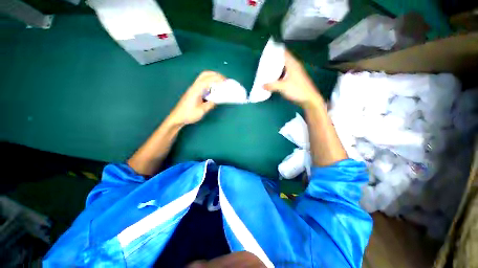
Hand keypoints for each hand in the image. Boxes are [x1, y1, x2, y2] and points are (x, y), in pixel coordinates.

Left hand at [169, 71, 225, 125]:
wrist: (177, 117)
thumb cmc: (188, 115)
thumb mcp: (201, 111)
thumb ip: (210, 104)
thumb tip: (217, 99)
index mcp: (196, 90)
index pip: (207, 80)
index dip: (217, 79)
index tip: (225, 81)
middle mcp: (194, 87)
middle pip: (204, 74)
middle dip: (215, 74)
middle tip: (224, 79)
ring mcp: (193, 88)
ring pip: (203, 77)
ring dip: (212, 77)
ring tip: (220, 82)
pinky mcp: (193, 91)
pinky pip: (202, 83)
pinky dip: (209, 82)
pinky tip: (213, 88)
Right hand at [264, 50, 323, 108]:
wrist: (309, 99)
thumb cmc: (297, 90)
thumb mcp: (283, 87)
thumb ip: (271, 85)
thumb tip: (261, 85)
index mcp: (292, 64)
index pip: (283, 52)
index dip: (275, 50)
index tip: (266, 52)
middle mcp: (293, 66)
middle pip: (282, 60)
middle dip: (273, 61)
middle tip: (263, 63)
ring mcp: (294, 73)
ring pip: (283, 68)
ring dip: (275, 69)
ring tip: (266, 70)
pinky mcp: (293, 80)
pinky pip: (284, 74)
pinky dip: (278, 75)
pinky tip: (272, 79)